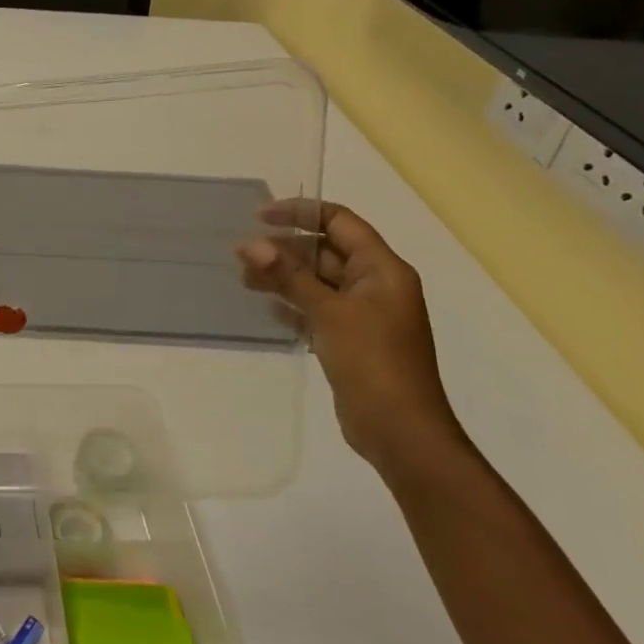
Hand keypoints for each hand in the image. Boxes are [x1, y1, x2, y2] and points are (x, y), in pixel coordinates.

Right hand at [238, 201, 464, 476]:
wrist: (401, 432)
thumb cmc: (372, 362)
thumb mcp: (329, 312)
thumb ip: (290, 276)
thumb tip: (251, 244)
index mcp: (382, 269)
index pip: (339, 221)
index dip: (300, 212)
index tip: (259, 217)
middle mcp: (375, 285)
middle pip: (325, 251)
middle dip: (284, 249)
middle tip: (241, 256)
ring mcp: (363, 314)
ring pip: (317, 281)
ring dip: (283, 276)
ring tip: (245, 281)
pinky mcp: (349, 339)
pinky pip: (316, 308)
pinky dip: (292, 303)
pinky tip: (265, 307)